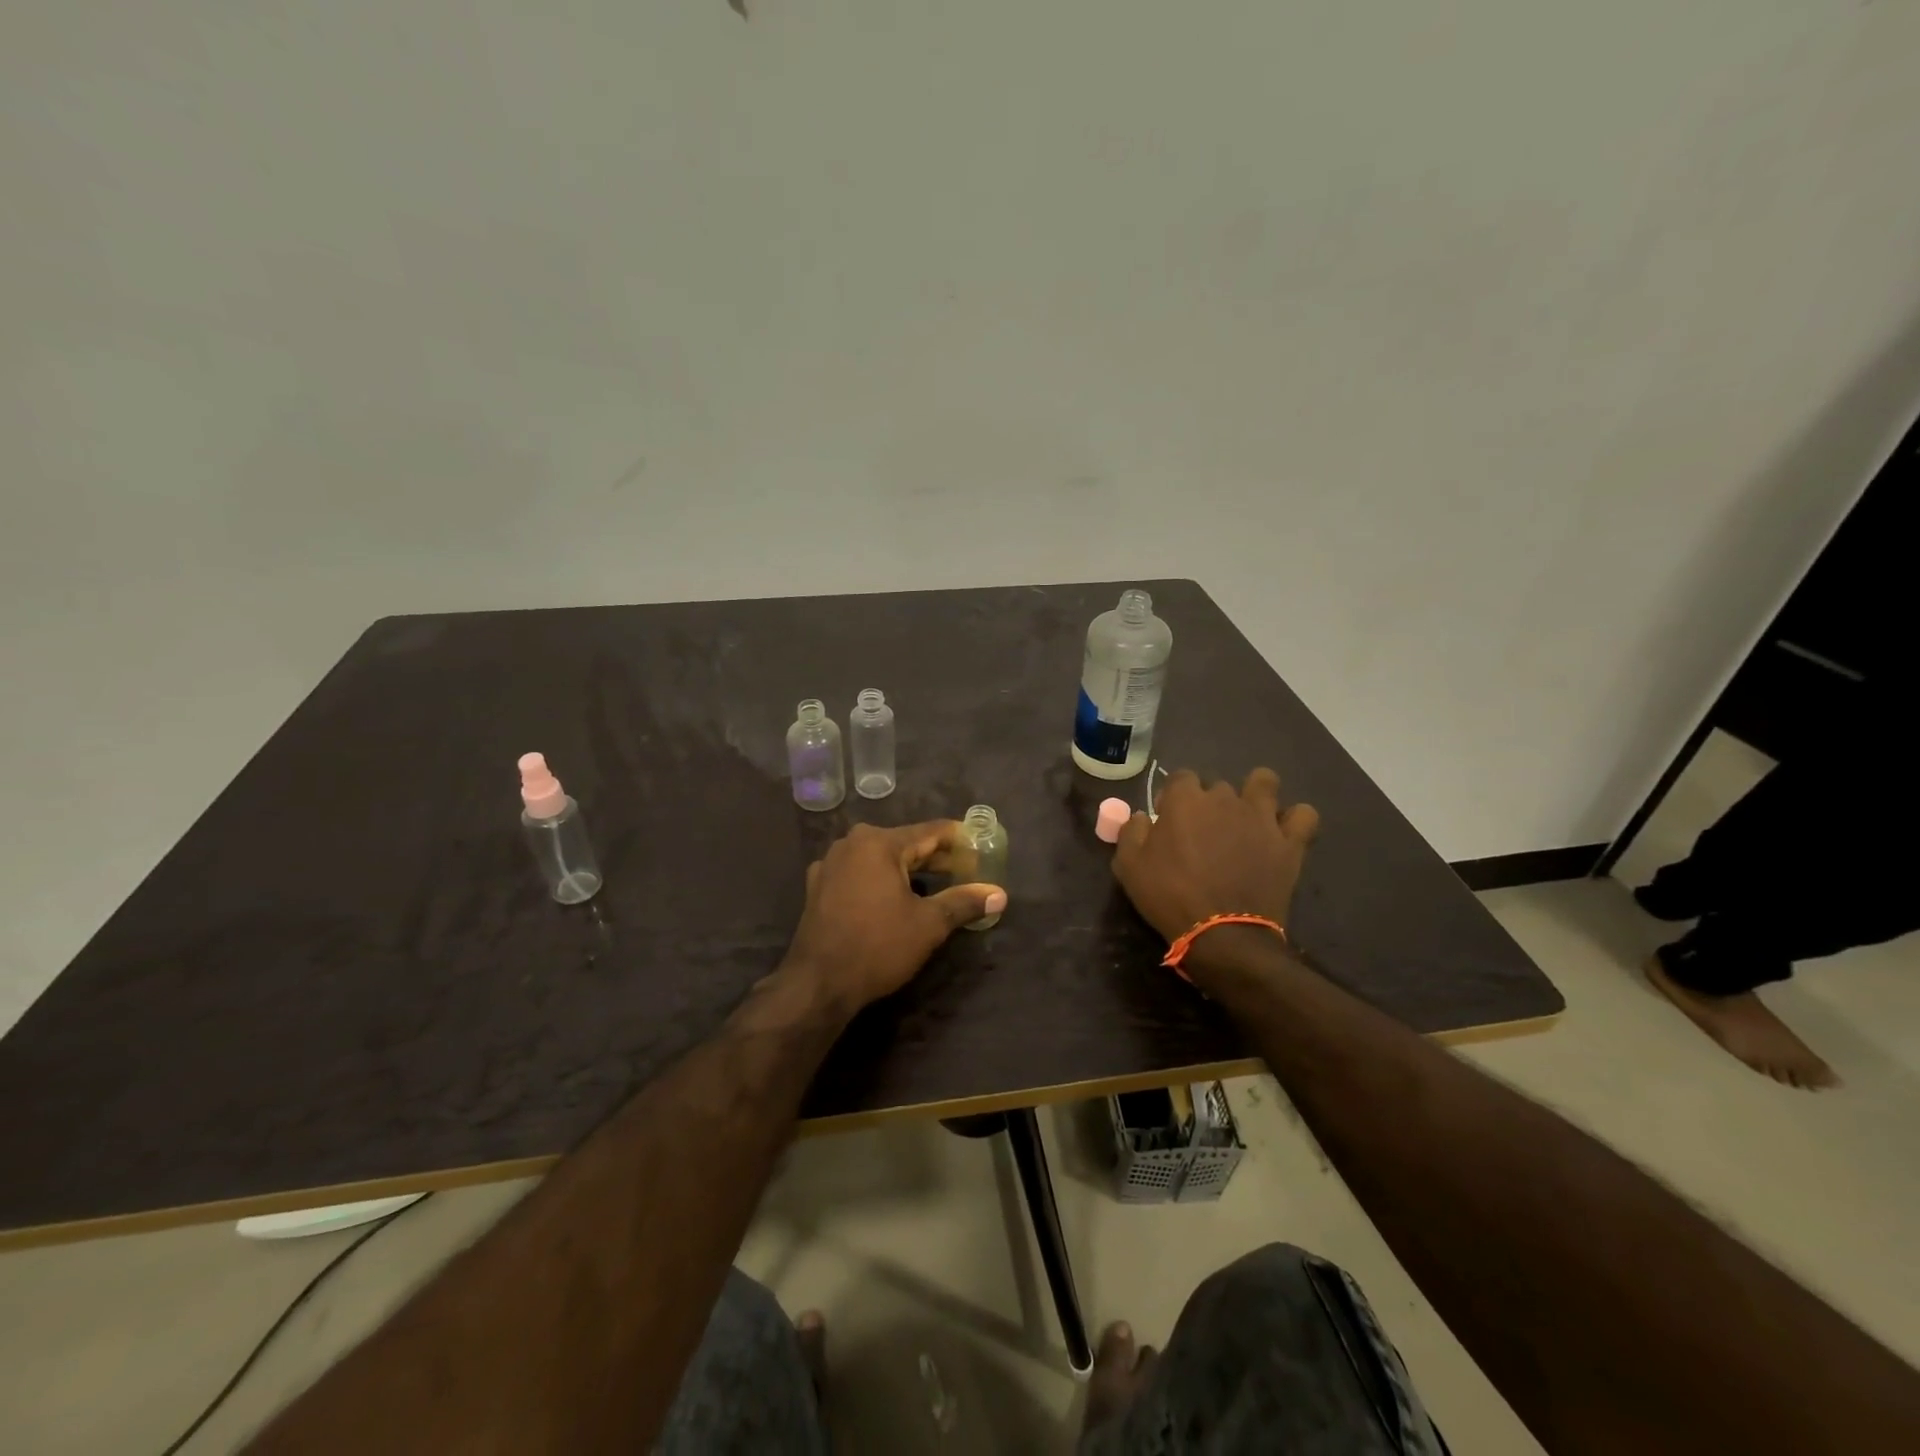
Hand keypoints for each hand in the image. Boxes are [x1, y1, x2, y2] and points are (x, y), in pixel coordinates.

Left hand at [784, 821, 1007, 1013]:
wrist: (818, 983)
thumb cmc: (878, 946)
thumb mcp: (929, 924)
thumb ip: (964, 902)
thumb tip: (1000, 894)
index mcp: (879, 843)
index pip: (931, 831)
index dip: (960, 839)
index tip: (982, 847)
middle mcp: (852, 843)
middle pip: (905, 843)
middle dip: (937, 857)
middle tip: (967, 870)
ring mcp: (831, 863)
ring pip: (881, 858)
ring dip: (909, 870)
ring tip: (938, 885)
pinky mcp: (819, 886)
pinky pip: (860, 873)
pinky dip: (882, 880)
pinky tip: (896, 898)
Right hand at [1112, 767, 1319, 951]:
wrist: (1222, 934)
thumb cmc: (1169, 897)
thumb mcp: (1128, 866)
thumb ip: (1132, 831)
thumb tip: (1143, 816)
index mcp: (1185, 800)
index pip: (1180, 777)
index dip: (1173, 796)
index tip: (1168, 820)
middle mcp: (1225, 798)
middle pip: (1217, 785)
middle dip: (1209, 803)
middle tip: (1202, 833)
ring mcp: (1262, 817)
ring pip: (1264, 782)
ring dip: (1254, 794)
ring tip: (1246, 819)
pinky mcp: (1289, 841)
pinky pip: (1304, 814)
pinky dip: (1295, 819)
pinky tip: (1282, 833)